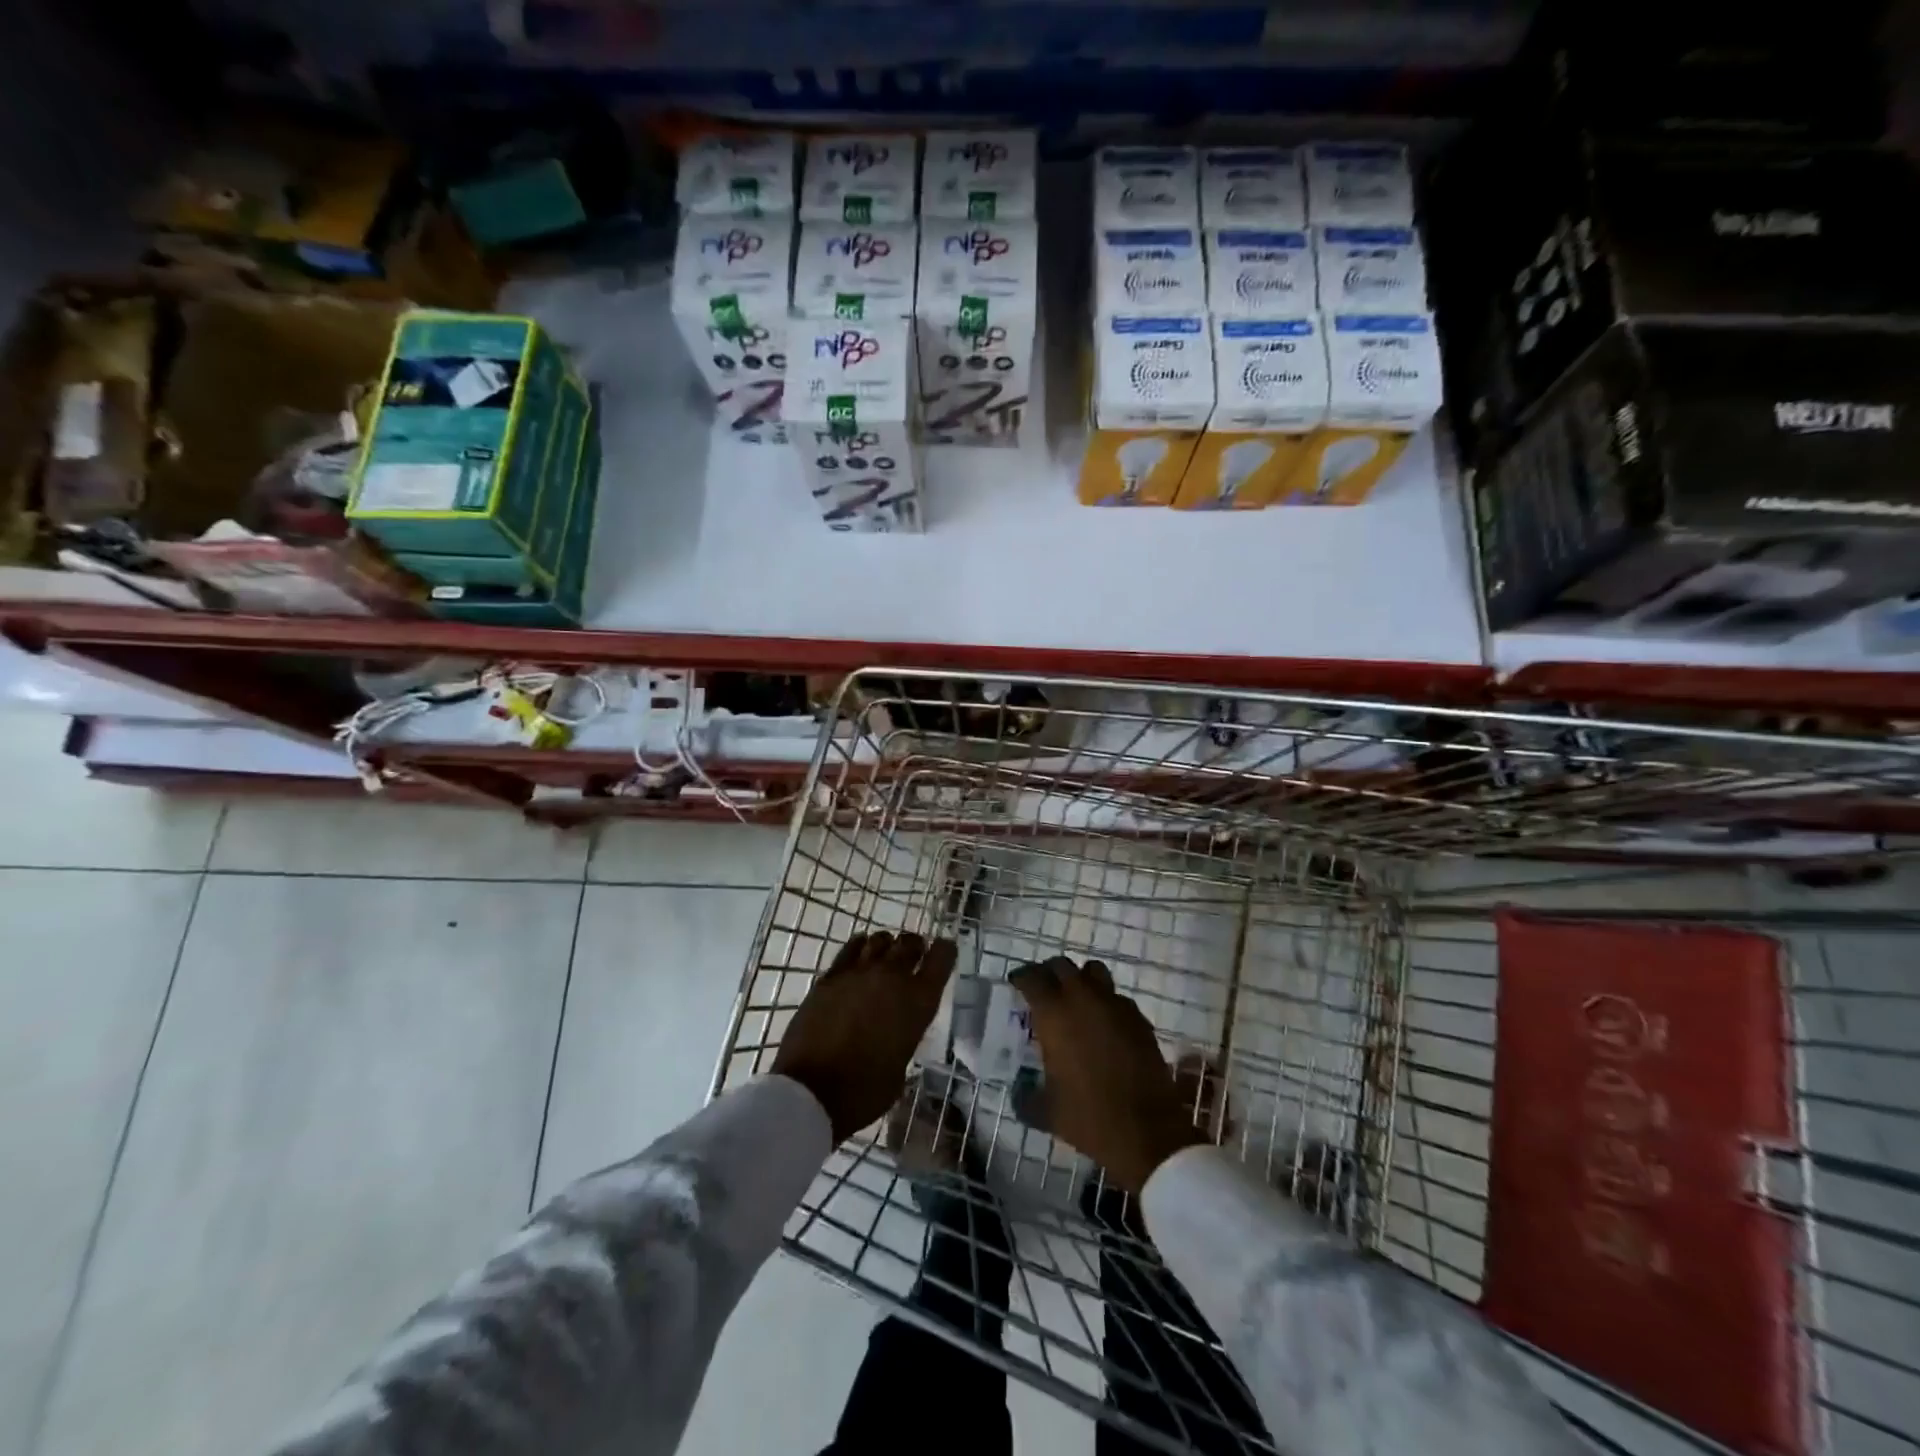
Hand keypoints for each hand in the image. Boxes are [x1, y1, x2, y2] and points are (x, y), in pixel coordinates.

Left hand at [773, 932, 956, 1143]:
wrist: (811, 1092)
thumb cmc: (864, 1092)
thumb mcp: (900, 1067)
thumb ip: (903, 1037)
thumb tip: (896, 1031)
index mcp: (918, 1002)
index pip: (941, 957)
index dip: (945, 951)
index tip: (944, 952)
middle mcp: (893, 978)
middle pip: (911, 943)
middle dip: (915, 947)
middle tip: (913, 955)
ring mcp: (859, 973)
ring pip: (880, 940)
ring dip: (887, 946)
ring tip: (885, 956)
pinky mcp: (830, 976)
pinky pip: (851, 948)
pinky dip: (860, 947)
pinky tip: (860, 954)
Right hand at [1009, 957, 1208, 1193]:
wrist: (1147, 1132)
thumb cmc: (1088, 1117)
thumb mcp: (1045, 1112)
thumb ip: (1026, 1096)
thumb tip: (1019, 1091)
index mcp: (1054, 1014)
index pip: (1032, 978)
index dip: (1022, 978)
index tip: (1017, 985)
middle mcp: (1083, 999)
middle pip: (1062, 966)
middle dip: (1049, 974)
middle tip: (1044, 991)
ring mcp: (1115, 1006)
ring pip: (1094, 972)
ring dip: (1080, 980)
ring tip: (1075, 1001)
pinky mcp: (1139, 1019)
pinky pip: (1117, 998)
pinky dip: (1106, 1003)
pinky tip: (1104, 1026)